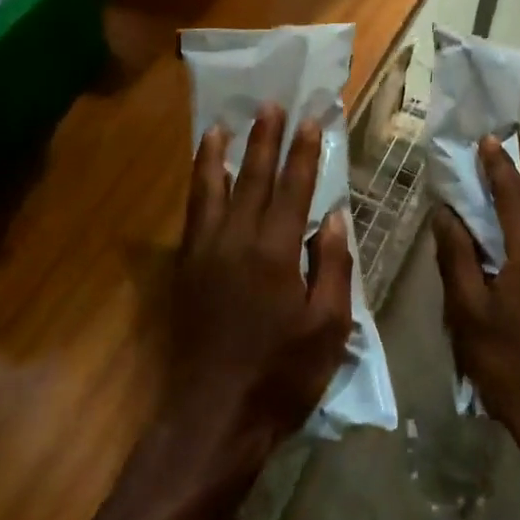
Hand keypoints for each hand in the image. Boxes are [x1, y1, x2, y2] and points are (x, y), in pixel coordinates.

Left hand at [167, 104, 353, 465]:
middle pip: (252, 178)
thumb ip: (332, 267)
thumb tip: (334, 218)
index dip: (302, 153)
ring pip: (211, 189)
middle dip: (264, 139)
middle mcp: (237, 241)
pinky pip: (192, 215)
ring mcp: (205, 253)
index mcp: (277, 253)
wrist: (214, 415)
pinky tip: (201, 177)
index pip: (293, 189)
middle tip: (270, 105)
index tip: (308, 120)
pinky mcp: (185, 269)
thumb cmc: (282, 375)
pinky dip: (197, 188)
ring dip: (219, 154)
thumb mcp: (328, 328)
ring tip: (222, 125)